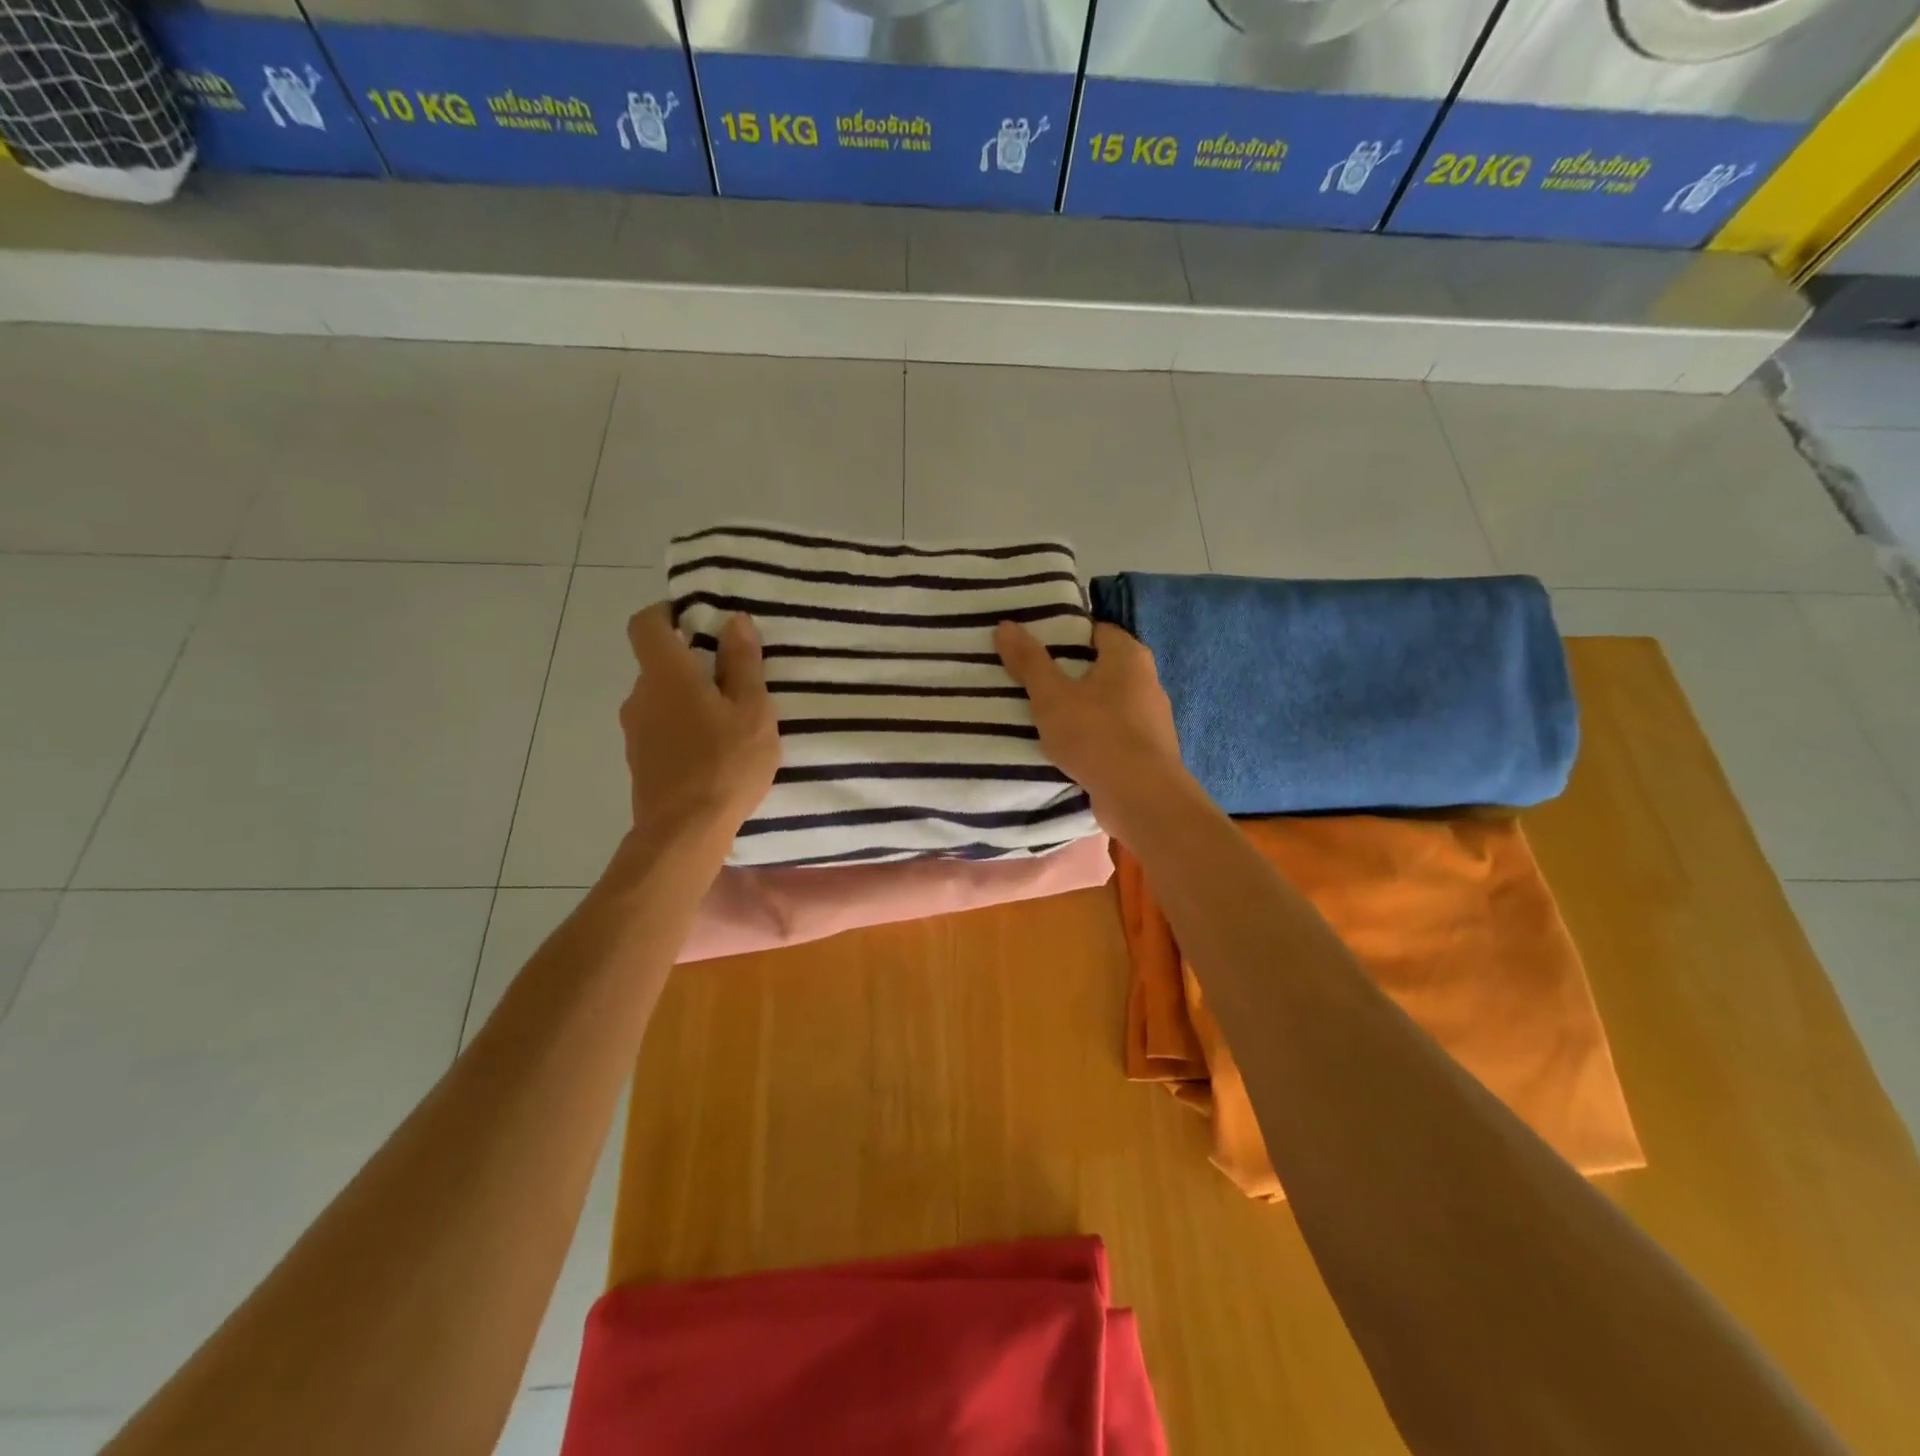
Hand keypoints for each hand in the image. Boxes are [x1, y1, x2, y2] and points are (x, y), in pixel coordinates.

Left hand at [619, 604, 779, 842]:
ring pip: (662, 699)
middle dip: (692, 663)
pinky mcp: (640, 761)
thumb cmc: (725, 764)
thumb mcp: (752, 711)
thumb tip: (735, 622)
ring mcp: (635, 731)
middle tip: (734, 677)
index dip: (667, 613)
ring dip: (690, 699)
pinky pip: (661, 728)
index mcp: (666, 674)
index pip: (646, 624)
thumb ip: (743, 664)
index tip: (699, 620)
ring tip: (730, 720)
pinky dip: (683, 727)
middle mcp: (641, 696)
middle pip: (659, 663)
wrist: (683, 833)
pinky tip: (714, 751)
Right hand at [995, 620, 1191, 834]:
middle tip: (1034, 681)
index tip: (1037, 648)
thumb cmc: (1096, 735)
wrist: (1141, 797)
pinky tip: (1072, 747)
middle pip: (1103, 666)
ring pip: (1110, 702)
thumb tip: (1006, 625)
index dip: (1066, 636)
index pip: (1096, 631)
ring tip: (1047, 716)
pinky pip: (1116, 732)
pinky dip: (1096, 734)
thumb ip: (1029, 661)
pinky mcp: (1150, 749)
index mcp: (1129, 656)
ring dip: (1084, 708)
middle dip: (1072, 673)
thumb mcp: (1051, 696)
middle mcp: (1148, 680)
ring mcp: (1153, 717)